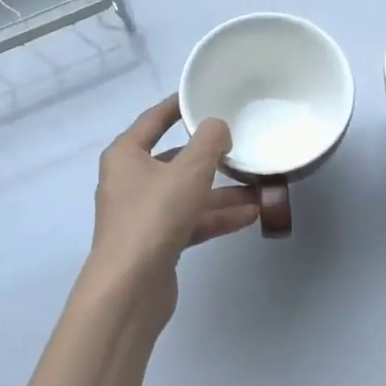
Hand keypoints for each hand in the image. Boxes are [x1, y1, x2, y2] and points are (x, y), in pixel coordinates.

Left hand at [88, 95, 259, 316]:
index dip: (177, 105)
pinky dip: (215, 217)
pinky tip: (250, 215)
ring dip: (221, 191)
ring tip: (259, 185)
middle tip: (241, 145)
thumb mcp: (189, 171)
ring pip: (186, 193)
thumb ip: (209, 141)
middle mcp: (130, 181)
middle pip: (175, 159)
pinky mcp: (156, 243)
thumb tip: (217, 127)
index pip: (154, 119)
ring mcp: (142, 214)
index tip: (202, 94)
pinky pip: (190, 220)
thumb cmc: (154, 217)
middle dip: (210, 156)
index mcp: (126, 155)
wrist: (129, 290)